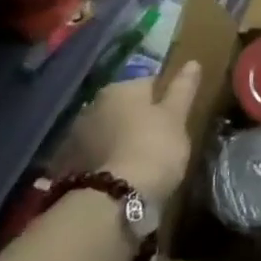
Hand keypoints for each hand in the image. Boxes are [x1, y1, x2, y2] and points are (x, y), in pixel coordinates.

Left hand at [61, 61, 200, 206]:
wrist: (114, 198)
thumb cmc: (154, 148)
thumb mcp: (177, 117)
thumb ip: (183, 89)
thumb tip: (192, 62)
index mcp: (121, 88)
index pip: (149, 84)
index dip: (165, 101)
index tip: (175, 120)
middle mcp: (93, 104)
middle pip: (124, 107)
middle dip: (138, 119)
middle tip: (158, 141)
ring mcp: (76, 135)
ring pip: (107, 130)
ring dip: (119, 139)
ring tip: (138, 162)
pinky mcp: (68, 164)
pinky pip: (94, 154)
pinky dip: (105, 160)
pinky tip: (118, 176)